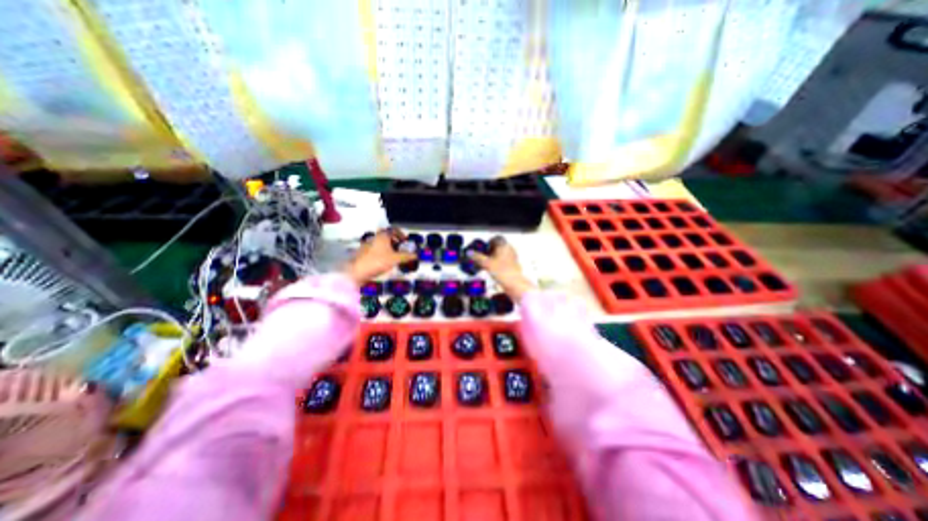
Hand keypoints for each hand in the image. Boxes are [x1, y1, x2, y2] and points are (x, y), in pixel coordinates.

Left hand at [342, 228, 414, 283]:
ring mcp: (367, 245)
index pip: (393, 230)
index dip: (401, 234)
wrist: (357, 272)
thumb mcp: (395, 259)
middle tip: (401, 249)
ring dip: (389, 247)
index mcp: (382, 236)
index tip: (405, 241)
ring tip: (394, 256)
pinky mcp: (363, 253)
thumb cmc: (377, 261)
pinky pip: (375, 249)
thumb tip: (416, 255)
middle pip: (387, 236)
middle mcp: (375, 238)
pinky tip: (384, 262)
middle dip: (395, 242)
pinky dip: (382, 252)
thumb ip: (407, 256)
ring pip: (381, 243)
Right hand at [471, 235, 536, 301]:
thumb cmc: (502, 271)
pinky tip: (492, 269)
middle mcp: (509, 249)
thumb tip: (469, 252)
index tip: (483, 247)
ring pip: (501, 253)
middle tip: (482, 255)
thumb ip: (477, 257)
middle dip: (490, 250)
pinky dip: (498, 262)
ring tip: (486, 263)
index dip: (488, 242)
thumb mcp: (486, 263)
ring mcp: (512, 257)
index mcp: (504, 245)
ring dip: (493, 256)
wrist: (514, 284)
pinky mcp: (513, 265)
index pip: (496, 238)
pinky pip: (504, 260)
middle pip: (499, 246)